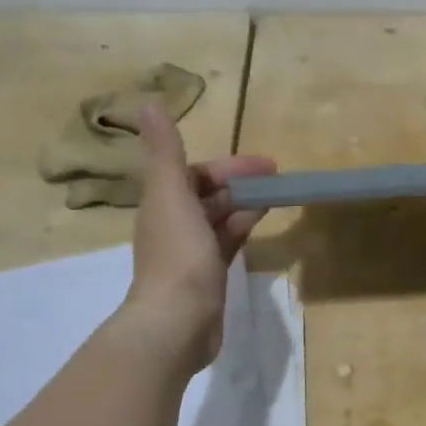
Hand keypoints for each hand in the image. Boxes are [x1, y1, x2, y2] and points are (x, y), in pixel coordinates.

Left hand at [121, 101, 276, 373]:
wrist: (176, 322)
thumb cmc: (178, 255)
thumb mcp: (172, 195)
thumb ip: (165, 151)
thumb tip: (147, 103)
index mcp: (163, 203)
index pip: (196, 173)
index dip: (230, 165)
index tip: (266, 165)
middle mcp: (173, 224)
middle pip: (208, 194)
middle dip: (239, 183)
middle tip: (277, 179)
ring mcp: (190, 253)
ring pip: (218, 218)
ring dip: (243, 204)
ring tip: (275, 198)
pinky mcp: (206, 277)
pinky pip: (226, 243)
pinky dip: (241, 229)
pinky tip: (259, 226)